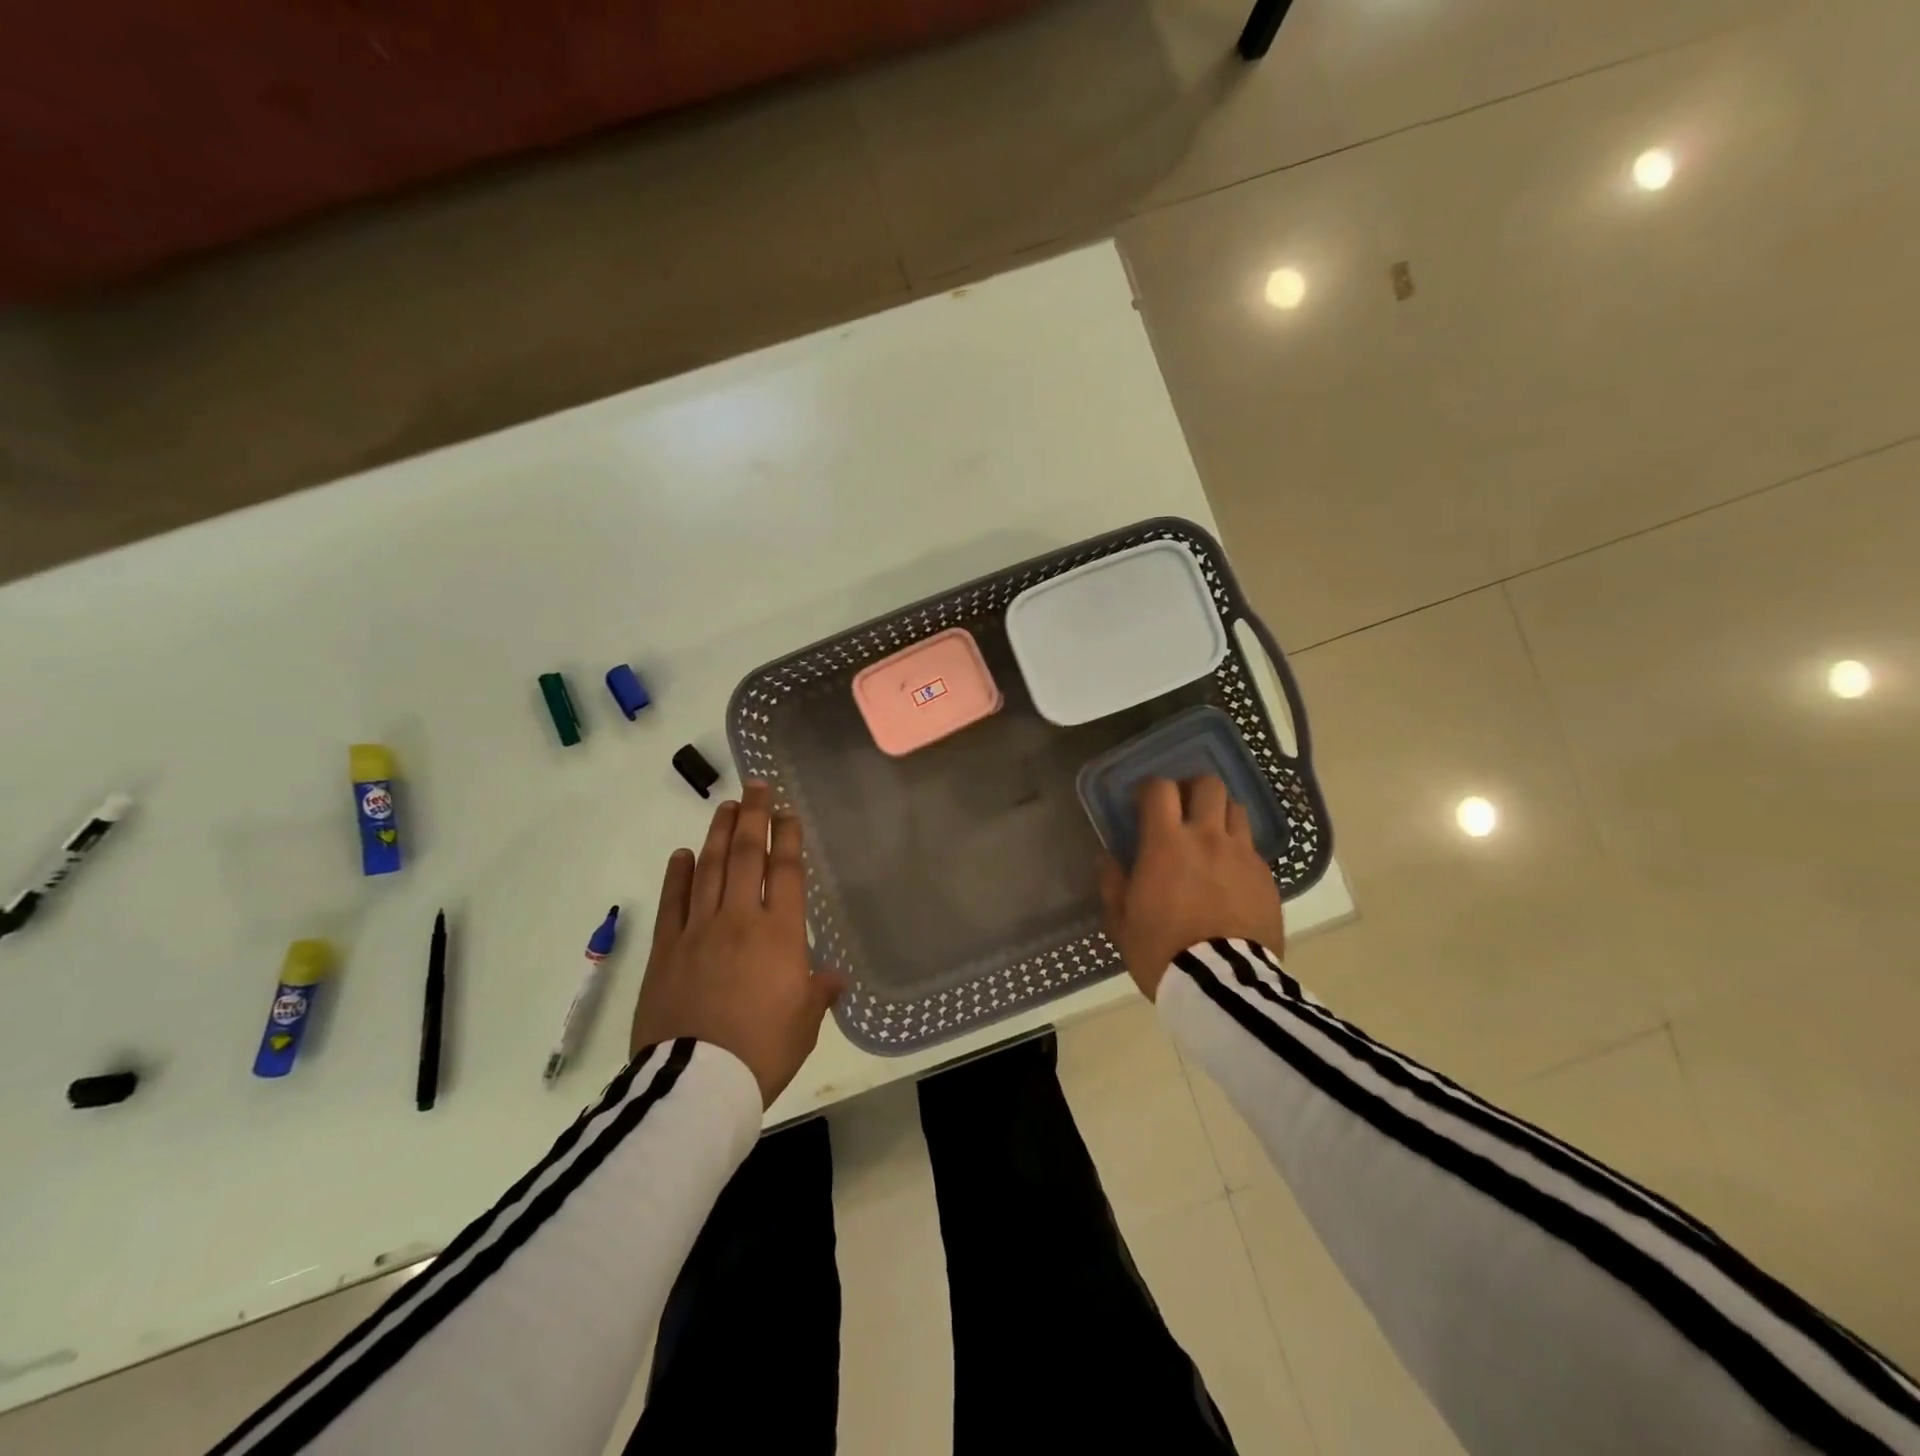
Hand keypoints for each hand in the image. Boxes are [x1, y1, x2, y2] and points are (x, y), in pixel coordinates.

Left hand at [631, 781, 847, 1108]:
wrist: (697, 1084)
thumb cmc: (763, 1051)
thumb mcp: (804, 1023)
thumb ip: (819, 992)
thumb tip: (834, 978)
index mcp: (780, 934)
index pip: (786, 871)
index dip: (787, 837)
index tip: (786, 811)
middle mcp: (739, 920)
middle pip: (745, 856)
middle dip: (752, 817)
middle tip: (755, 787)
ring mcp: (698, 931)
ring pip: (708, 869)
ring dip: (717, 834)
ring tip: (725, 807)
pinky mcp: (665, 950)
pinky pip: (672, 902)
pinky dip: (677, 875)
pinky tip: (682, 854)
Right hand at [1099, 776, 1285, 1001]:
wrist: (1222, 985)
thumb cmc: (1162, 950)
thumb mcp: (1122, 921)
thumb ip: (1113, 883)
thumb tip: (1107, 858)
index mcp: (1166, 843)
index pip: (1160, 788)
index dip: (1150, 788)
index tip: (1143, 802)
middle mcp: (1207, 837)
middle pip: (1209, 785)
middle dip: (1193, 788)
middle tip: (1183, 808)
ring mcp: (1242, 855)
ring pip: (1237, 809)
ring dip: (1220, 814)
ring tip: (1210, 835)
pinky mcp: (1266, 877)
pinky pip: (1252, 848)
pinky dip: (1238, 850)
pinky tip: (1229, 873)